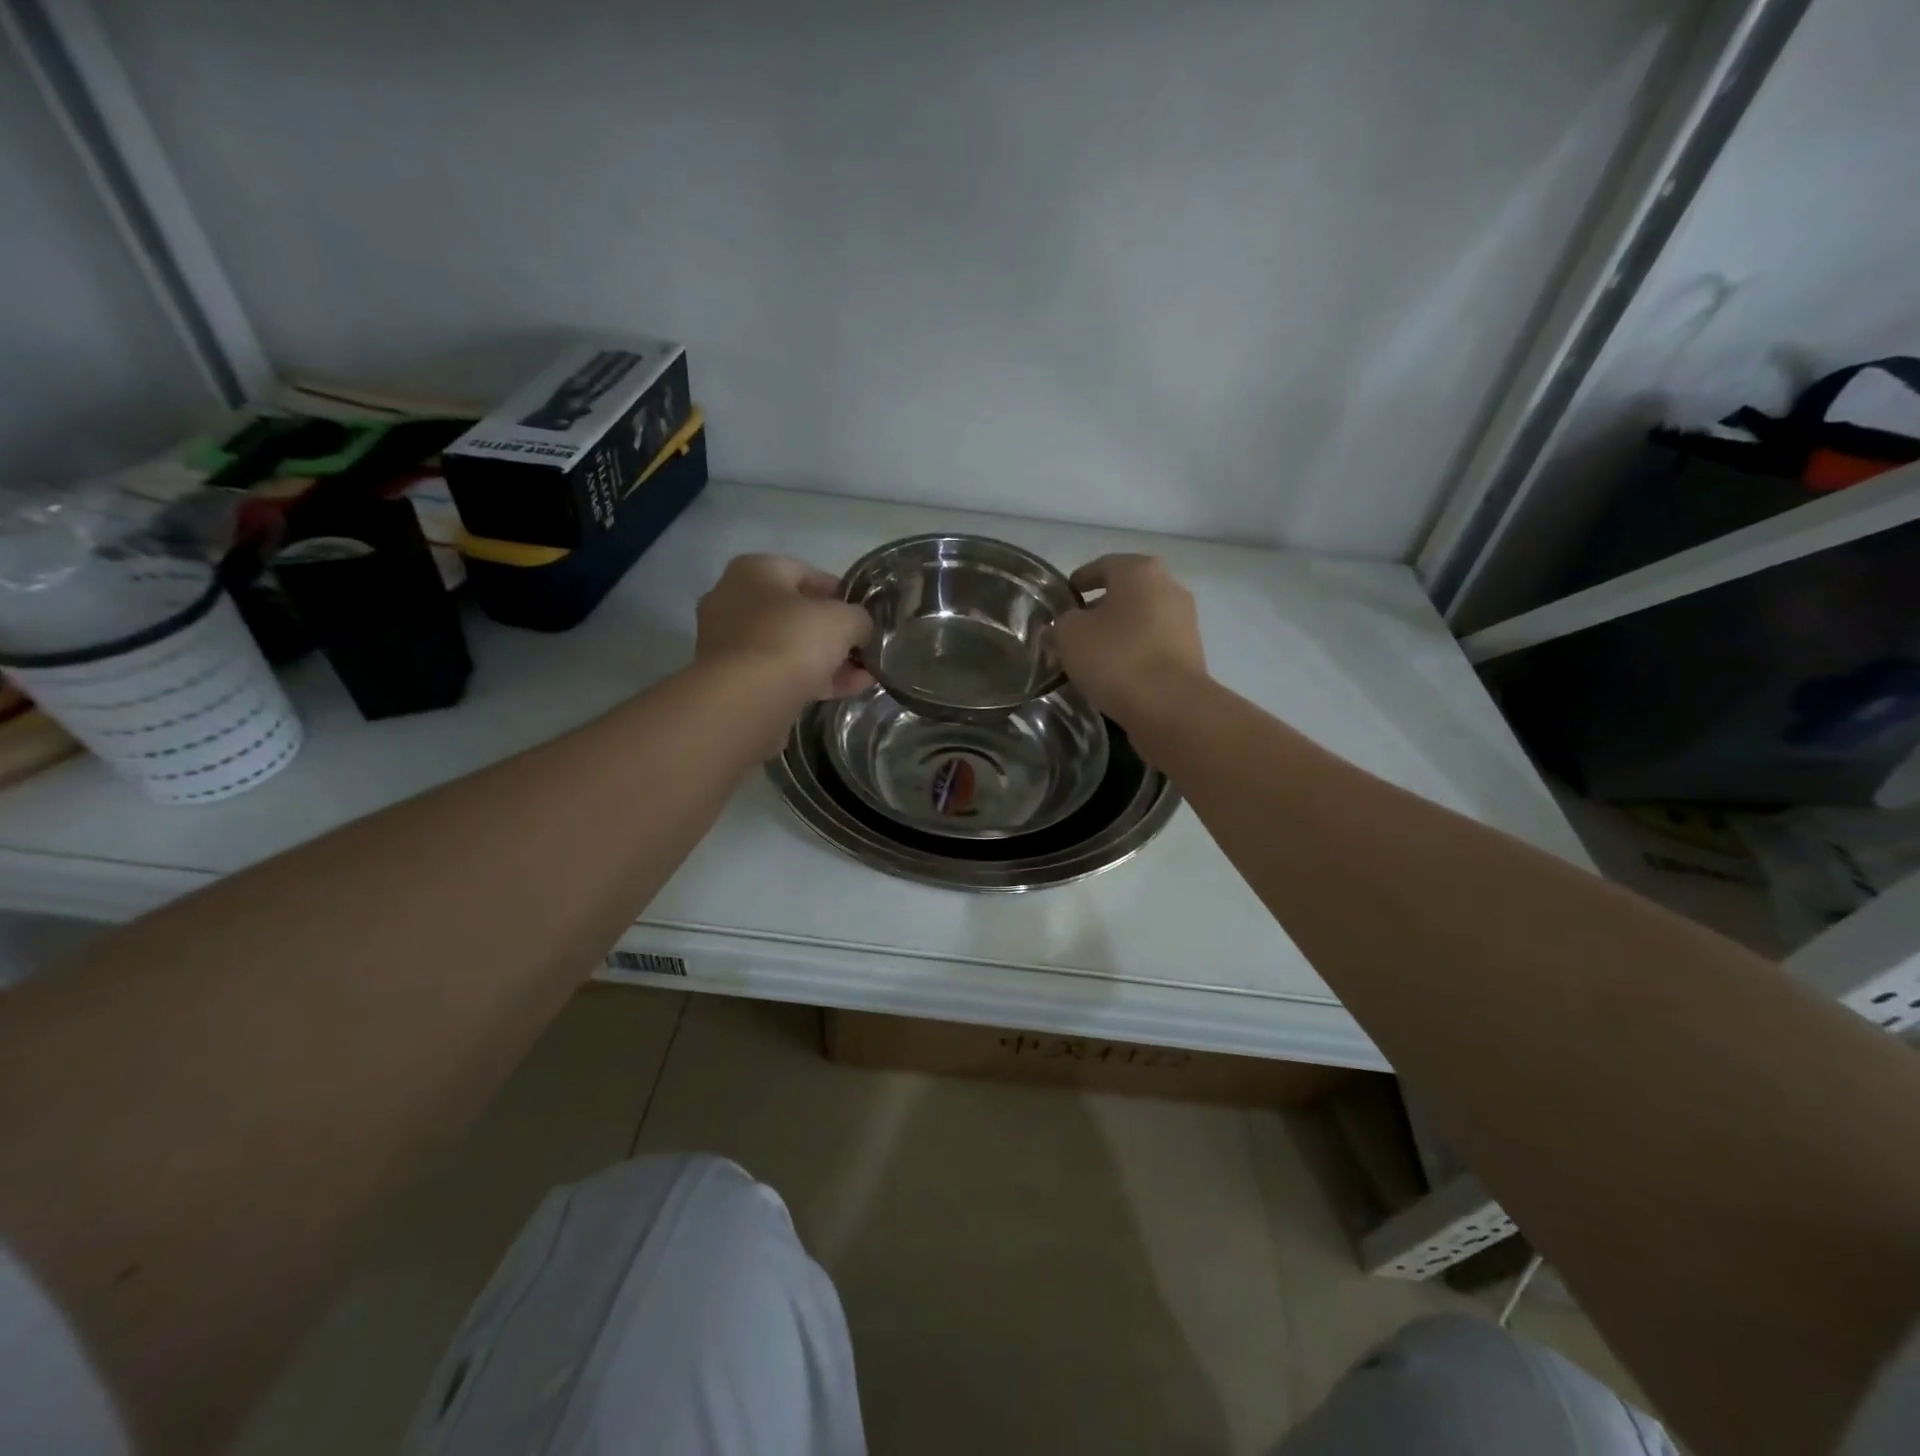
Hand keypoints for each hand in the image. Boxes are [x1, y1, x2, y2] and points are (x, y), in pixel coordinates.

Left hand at [695, 555, 873, 700]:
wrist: (746, 700)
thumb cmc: (792, 640)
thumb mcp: (843, 620)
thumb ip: (858, 619)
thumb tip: (859, 629)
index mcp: (754, 571)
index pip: (805, 573)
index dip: (839, 592)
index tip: (862, 614)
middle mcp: (734, 601)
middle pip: (796, 614)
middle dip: (833, 633)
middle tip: (862, 648)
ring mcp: (730, 643)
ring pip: (789, 647)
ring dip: (827, 661)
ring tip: (864, 676)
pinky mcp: (733, 680)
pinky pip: (780, 674)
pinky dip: (813, 680)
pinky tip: (848, 691)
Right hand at [1055, 554, 1206, 726]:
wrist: (1170, 706)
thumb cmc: (1116, 657)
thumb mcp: (1069, 635)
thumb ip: (1060, 623)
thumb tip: (1062, 626)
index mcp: (1140, 571)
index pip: (1102, 566)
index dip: (1079, 581)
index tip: (1062, 599)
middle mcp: (1168, 587)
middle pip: (1125, 593)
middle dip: (1099, 608)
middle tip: (1072, 631)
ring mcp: (1184, 621)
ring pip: (1140, 620)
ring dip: (1117, 633)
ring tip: (1091, 657)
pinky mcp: (1191, 653)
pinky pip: (1153, 645)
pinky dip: (1134, 652)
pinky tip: (1116, 674)